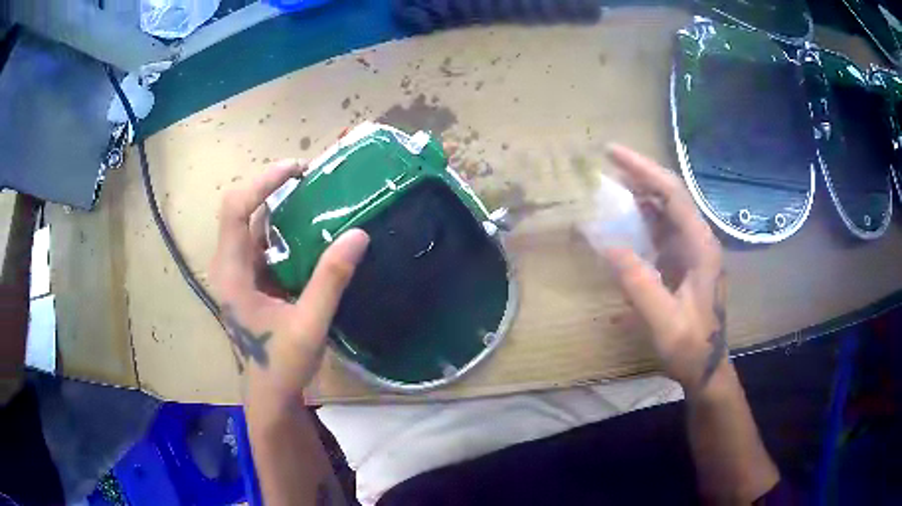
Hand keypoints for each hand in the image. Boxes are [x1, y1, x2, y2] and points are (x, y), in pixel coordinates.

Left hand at [209, 159, 369, 405]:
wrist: (270, 393)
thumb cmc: (282, 364)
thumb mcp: (310, 325)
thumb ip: (331, 280)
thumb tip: (359, 234)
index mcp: (232, 273)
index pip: (235, 209)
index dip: (262, 182)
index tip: (297, 171)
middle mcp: (228, 265)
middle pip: (240, 208)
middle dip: (271, 186)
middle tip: (310, 179)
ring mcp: (237, 271)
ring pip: (251, 223)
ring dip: (278, 204)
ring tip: (314, 194)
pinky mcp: (249, 278)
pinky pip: (262, 240)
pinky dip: (283, 226)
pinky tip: (309, 227)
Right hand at [602, 144, 725, 394]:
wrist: (706, 367)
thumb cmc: (691, 346)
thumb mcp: (665, 322)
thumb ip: (640, 284)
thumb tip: (608, 246)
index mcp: (701, 247)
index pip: (672, 194)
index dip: (643, 169)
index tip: (612, 153)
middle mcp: (698, 241)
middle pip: (670, 195)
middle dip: (640, 175)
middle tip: (606, 164)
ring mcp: (691, 251)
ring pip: (665, 210)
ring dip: (639, 194)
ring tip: (610, 186)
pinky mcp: (682, 262)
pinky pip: (661, 229)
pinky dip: (640, 218)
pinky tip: (623, 219)